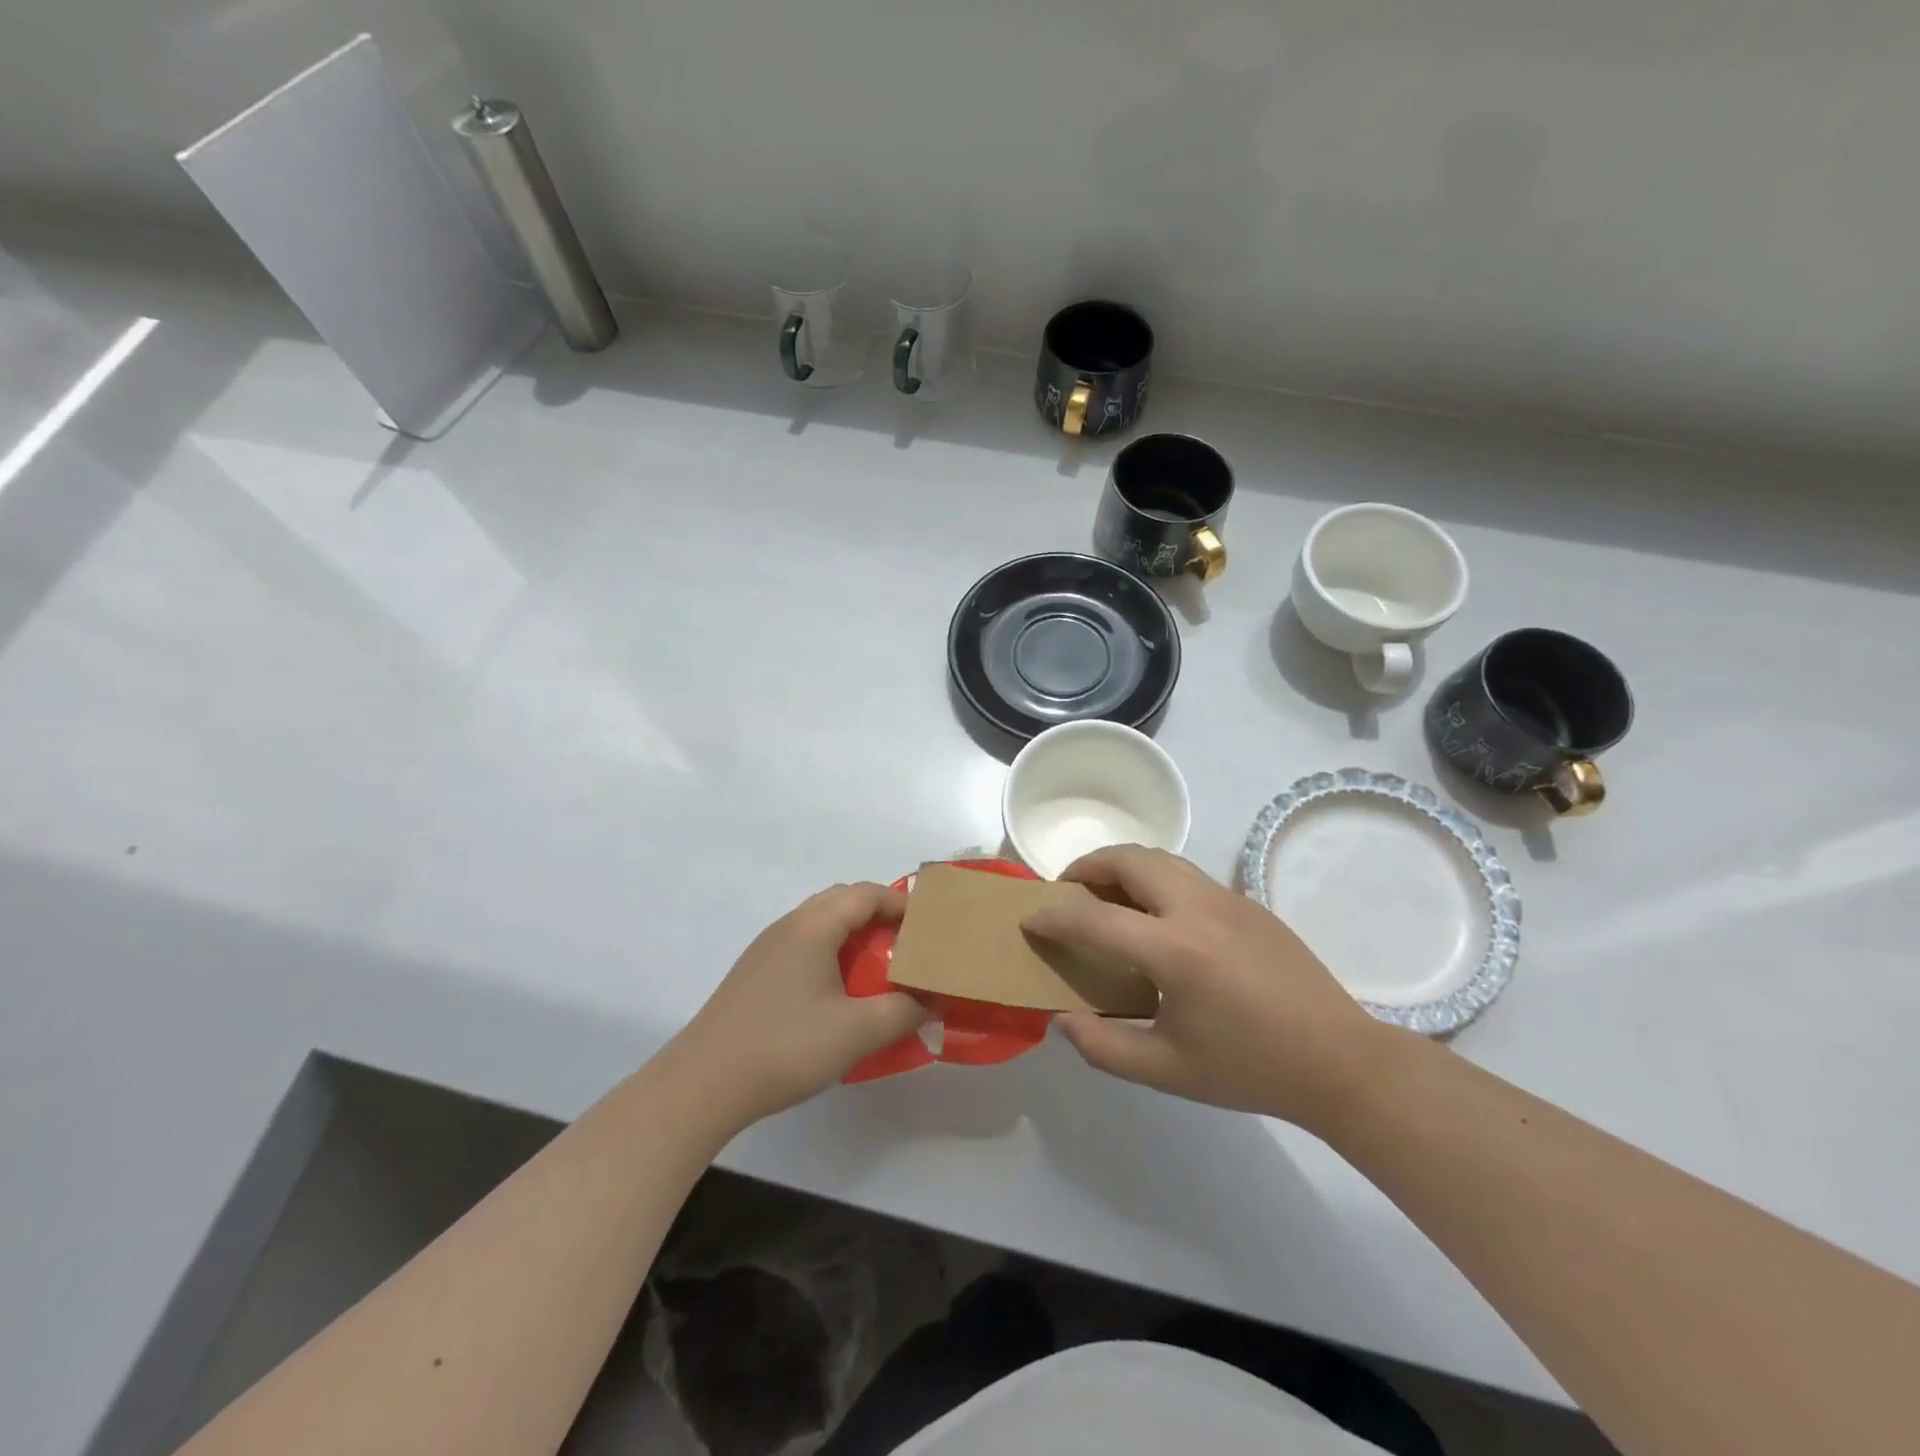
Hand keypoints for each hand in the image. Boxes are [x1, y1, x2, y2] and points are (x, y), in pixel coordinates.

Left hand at [672, 883, 929, 1125]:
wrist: (703, 1083)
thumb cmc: (785, 1046)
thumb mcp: (856, 1032)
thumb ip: (902, 1012)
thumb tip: (930, 1002)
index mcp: (813, 926)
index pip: (866, 893)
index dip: (901, 902)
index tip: (930, 925)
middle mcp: (789, 926)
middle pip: (841, 900)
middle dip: (879, 914)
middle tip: (908, 942)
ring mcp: (767, 949)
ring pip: (820, 924)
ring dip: (853, 935)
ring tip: (879, 966)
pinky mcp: (755, 975)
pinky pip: (804, 946)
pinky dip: (831, 953)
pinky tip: (839, 992)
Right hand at [1023, 846, 1388, 1129]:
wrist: (1340, 1061)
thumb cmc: (1250, 1069)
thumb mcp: (1168, 1071)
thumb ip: (1104, 1046)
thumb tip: (1063, 1018)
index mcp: (1175, 951)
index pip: (1095, 919)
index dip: (1054, 917)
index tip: (1031, 920)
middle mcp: (1198, 909)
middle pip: (1129, 859)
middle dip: (1088, 866)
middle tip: (1068, 890)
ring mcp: (1227, 899)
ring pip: (1161, 858)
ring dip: (1123, 866)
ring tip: (1105, 895)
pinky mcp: (1247, 902)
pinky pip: (1186, 874)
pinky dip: (1154, 878)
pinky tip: (1155, 918)